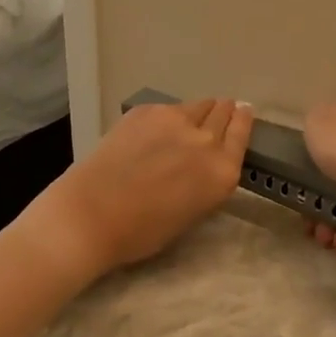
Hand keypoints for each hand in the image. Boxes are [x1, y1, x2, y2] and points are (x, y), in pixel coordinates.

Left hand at [22, 98, 254, 280]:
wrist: (92, 214)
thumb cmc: (142, 231)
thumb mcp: (193, 212)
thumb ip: (207, 181)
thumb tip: (207, 161)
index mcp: (223, 172)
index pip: (242, 134)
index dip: (243, 120)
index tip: (243, 112)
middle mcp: (206, 140)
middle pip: (223, 112)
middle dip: (224, 111)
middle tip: (221, 111)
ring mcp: (175, 120)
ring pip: (197, 105)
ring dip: (199, 111)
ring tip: (189, 120)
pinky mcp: (146, 111)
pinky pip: (168, 108)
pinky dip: (168, 116)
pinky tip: (156, 129)